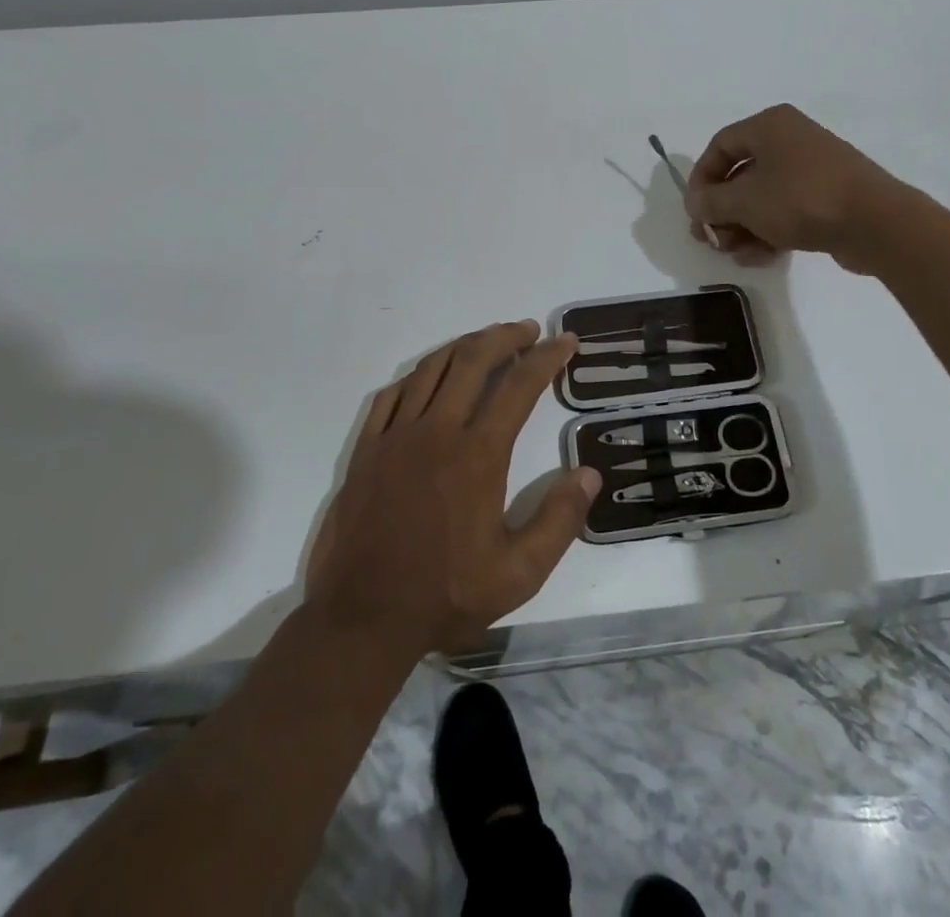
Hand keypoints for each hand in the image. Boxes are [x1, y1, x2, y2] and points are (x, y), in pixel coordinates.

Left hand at [304, 321, 599, 655]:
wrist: (361, 619)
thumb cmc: (445, 595)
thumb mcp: (518, 573)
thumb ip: (559, 521)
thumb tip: (588, 473)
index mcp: (478, 454)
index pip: (520, 386)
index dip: (547, 357)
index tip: (566, 342)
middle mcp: (438, 431)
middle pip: (474, 360)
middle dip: (507, 336)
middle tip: (529, 330)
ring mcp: (396, 436)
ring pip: (433, 368)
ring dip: (465, 345)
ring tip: (488, 340)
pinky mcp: (367, 449)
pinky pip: (393, 393)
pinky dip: (419, 374)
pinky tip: (430, 376)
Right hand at [683, 104, 911, 271]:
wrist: (875, 223)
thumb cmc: (801, 200)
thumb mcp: (744, 201)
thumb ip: (710, 202)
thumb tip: (694, 203)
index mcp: (769, 126)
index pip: (720, 146)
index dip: (701, 179)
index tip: (695, 211)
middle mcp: (790, 140)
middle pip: (741, 174)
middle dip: (722, 211)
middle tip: (710, 239)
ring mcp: (812, 169)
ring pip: (763, 197)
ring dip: (743, 227)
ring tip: (735, 254)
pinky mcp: (828, 197)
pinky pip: (787, 210)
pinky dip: (769, 231)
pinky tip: (759, 257)